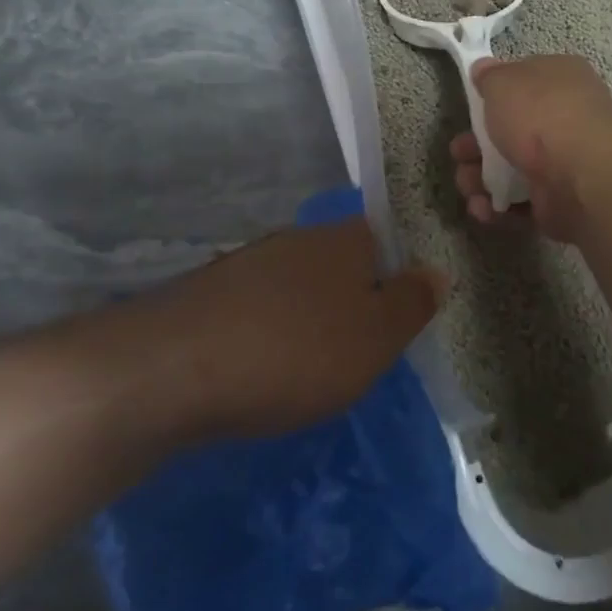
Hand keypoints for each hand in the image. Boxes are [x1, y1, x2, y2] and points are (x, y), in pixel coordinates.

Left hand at [144, 217, 444, 439]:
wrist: (175, 366)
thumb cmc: (296, 351)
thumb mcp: (375, 337)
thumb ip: (411, 304)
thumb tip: (436, 271)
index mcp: (344, 240)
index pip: (383, 241)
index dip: (393, 281)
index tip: (391, 327)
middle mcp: (297, 239)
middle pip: (339, 264)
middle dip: (349, 304)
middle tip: (354, 356)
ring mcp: (249, 263)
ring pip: (296, 288)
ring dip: (307, 321)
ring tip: (306, 371)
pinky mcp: (211, 294)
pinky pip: (257, 310)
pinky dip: (267, 334)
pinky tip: (258, 369)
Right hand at [449, 55, 611, 242]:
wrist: (580, 174)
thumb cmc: (540, 115)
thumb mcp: (503, 82)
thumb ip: (489, 77)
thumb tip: (483, 69)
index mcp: (561, 81)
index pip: (524, 84)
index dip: (494, 97)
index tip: (470, 109)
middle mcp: (567, 120)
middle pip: (512, 133)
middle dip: (476, 147)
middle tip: (458, 154)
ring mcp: (565, 164)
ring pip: (512, 171)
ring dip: (481, 180)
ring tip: (468, 186)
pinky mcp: (560, 202)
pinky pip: (522, 204)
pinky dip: (499, 208)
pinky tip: (483, 209)